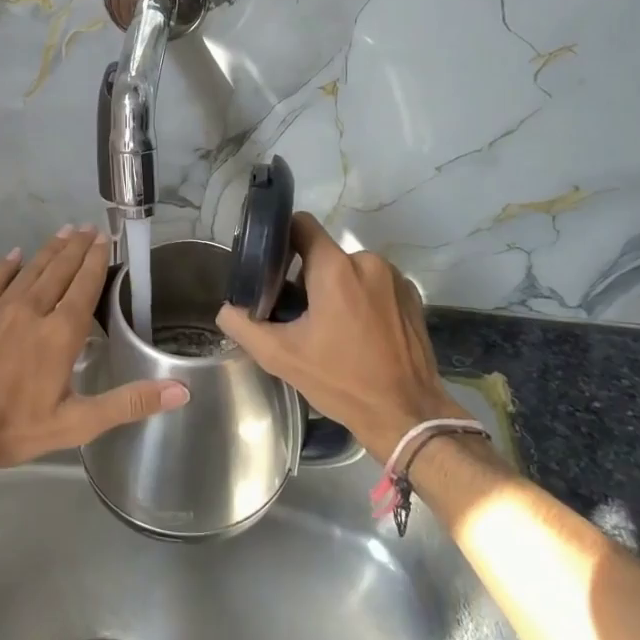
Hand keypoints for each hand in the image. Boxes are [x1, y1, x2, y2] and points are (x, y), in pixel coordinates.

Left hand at [0, 226, 188, 470]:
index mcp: (60, 334)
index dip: (96, 260)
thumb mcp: (77, 423)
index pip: (84, 287)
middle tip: (88, 226)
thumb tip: (182, 391)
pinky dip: (5, 266)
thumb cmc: (13, 428)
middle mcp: (32, 311)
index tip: (104, 238)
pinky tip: (14, 254)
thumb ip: (129, 403)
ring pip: (30, 271)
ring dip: (48, 250)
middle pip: (59, 271)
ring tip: (63, 231)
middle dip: (76, 247)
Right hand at [217, 214, 451, 455]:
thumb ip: (245, 327)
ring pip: (351, 269)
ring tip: (329, 327)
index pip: (301, 225)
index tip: (269, 262)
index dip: (281, 237)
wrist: (406, 414)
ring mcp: (395, 278)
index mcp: (335, 268)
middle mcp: (368, 262)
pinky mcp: (412, 296)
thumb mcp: (281, 357)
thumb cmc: (342, 381)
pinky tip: (359, 333)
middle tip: (296, 313)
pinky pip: (375, 284)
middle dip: (307, 277)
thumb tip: (227, 309)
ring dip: (336, 288)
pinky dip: (362, 299)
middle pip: (324, 254)